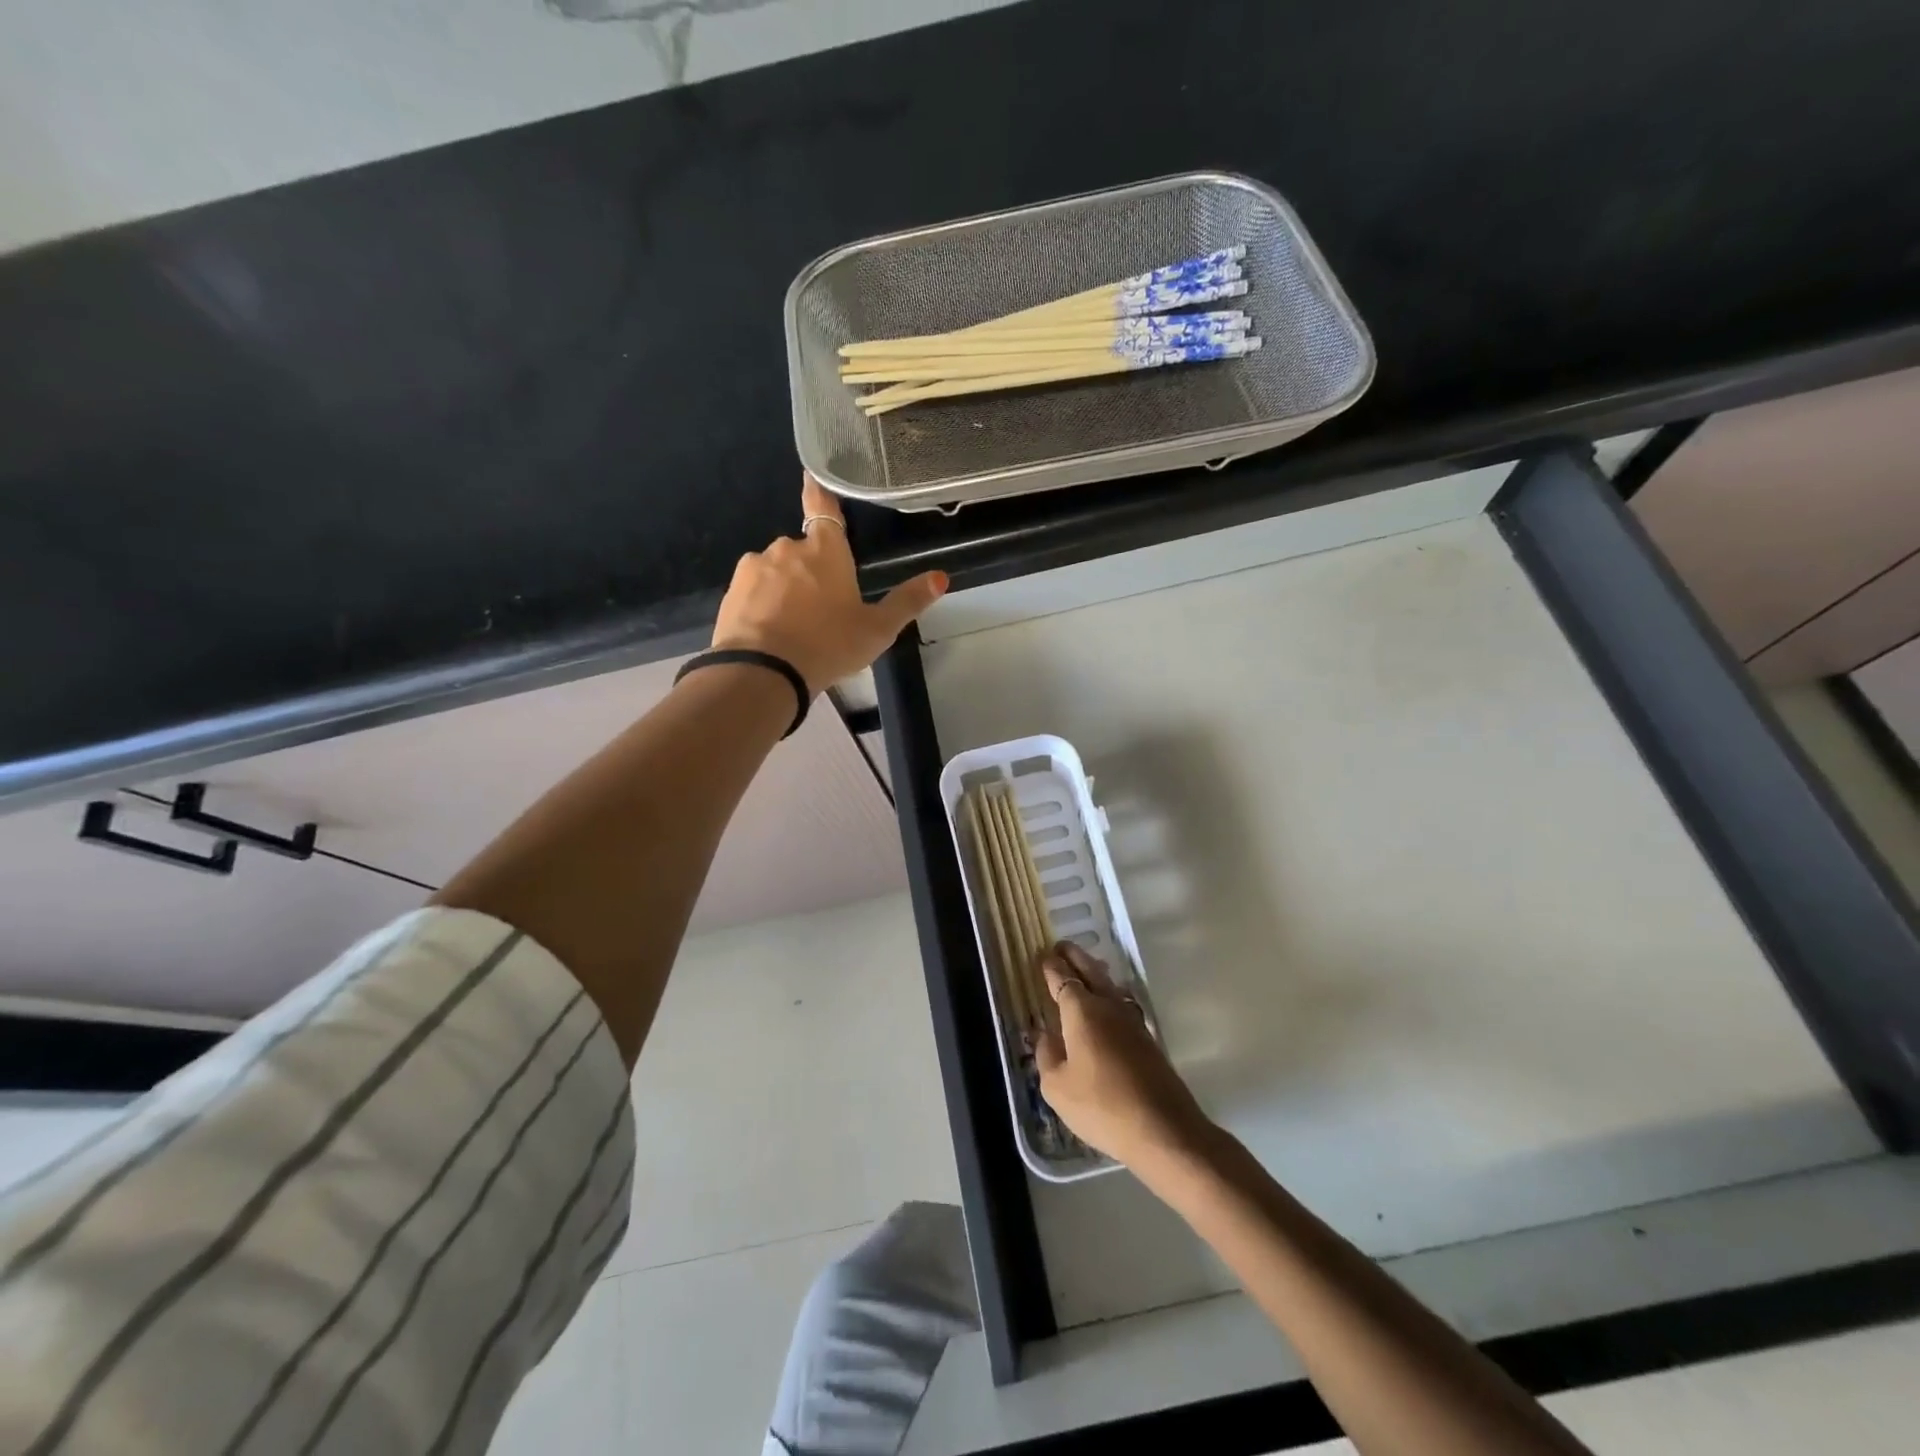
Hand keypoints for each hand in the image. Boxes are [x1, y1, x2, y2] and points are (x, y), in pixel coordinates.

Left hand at [710, 475, 947, 693]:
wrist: (763, 673)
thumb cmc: (828, 646)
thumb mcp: (877, 630)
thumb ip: (907, 602)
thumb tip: (941, 577)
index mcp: (826, 551)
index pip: (824, 510)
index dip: (818, 493)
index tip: (810, 476)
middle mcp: (788, 548)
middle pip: (803, 551)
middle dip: (810, 572)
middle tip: (821, 610)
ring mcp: (756, 567)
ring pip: (776, 571)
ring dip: (784, 589)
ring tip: (794, 628)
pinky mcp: (732, 590)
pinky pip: (753, 591)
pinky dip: (762, 605)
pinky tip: (770, 633)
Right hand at [1035, 941, 1211, 1168]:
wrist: (1163, 1129)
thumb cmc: (1101, 1106)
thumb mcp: (1058, 1087)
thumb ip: (1047, 1056)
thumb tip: (1044, 1035)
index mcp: (1081, 1010)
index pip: (1062, 978)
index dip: (1051, 966)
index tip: (1042, 955)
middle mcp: (1108, 1006)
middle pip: (1090, 970)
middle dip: (1075, 957)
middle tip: (1062, 947)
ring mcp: (1132, 1020)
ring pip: (1109, 985)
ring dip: (1094, 971)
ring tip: (1084, 967)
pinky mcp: (1147, 1038)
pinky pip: (1121, 1003)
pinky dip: (1109, 994)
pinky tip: (1108, 1003)